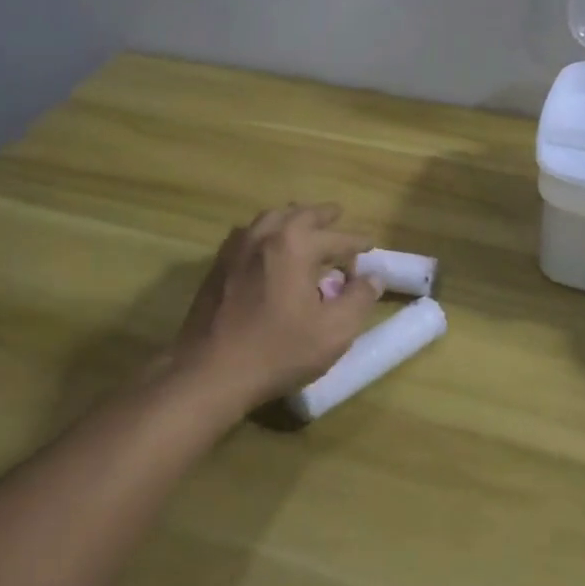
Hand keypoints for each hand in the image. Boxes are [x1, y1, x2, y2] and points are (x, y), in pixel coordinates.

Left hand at [172, 203, 381, 411]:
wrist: (210, 371)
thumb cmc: (278, 350)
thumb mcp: (333, 331)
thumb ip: (358, 299)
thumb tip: (374, 278)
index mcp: (296, 244)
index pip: (336, 237)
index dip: (357, 243)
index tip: (370, 246)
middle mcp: (265, 234)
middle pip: (301, 214)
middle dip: (324, 216)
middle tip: (338, 217)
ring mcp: (237, 246)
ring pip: (271, 217)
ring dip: (293, 218)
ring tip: (305, 226)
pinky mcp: (218, 263)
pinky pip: (249, 233)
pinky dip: (267, 231)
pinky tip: (268, 247)